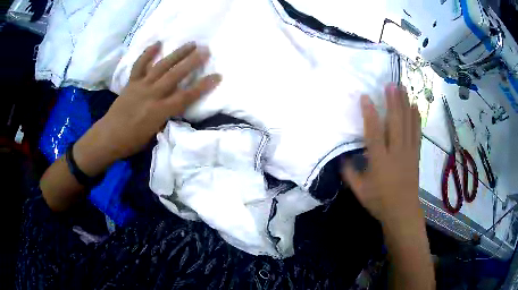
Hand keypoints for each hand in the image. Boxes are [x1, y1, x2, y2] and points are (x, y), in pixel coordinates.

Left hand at [74, 42, 220, 175]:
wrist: (108, 137)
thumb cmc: (132, 142)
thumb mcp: (154, 134)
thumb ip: (166, 117)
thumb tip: (174, 106)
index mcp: (159, 111)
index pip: (186, 97)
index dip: (203, 86)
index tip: (217, 76)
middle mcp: (152, 95)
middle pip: (175, 75)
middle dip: (192, 62)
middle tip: (205, 51)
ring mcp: (141, 86)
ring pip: (161, 66)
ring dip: (177, 54)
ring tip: (190, 44)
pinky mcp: (131, 83)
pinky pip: (140, 65)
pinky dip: (147, 54)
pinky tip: (157, 43)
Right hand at [342, 85, 421, 224]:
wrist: (403, 211)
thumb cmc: (380, 201)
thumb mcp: (359, 190)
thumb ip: (349, 172)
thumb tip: (341, 156)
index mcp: (380, 161)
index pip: (374, 133)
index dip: (369, 113)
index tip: (365, 97)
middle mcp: (396, 152)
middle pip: (396, 123)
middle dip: (393, 101)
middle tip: (391, 84)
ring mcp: (408, 152)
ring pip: (408, 124)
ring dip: (405, 105)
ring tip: (403, 88)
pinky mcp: (415, 154)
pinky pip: (417, 133)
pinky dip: (416, 118)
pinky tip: (415, 106)